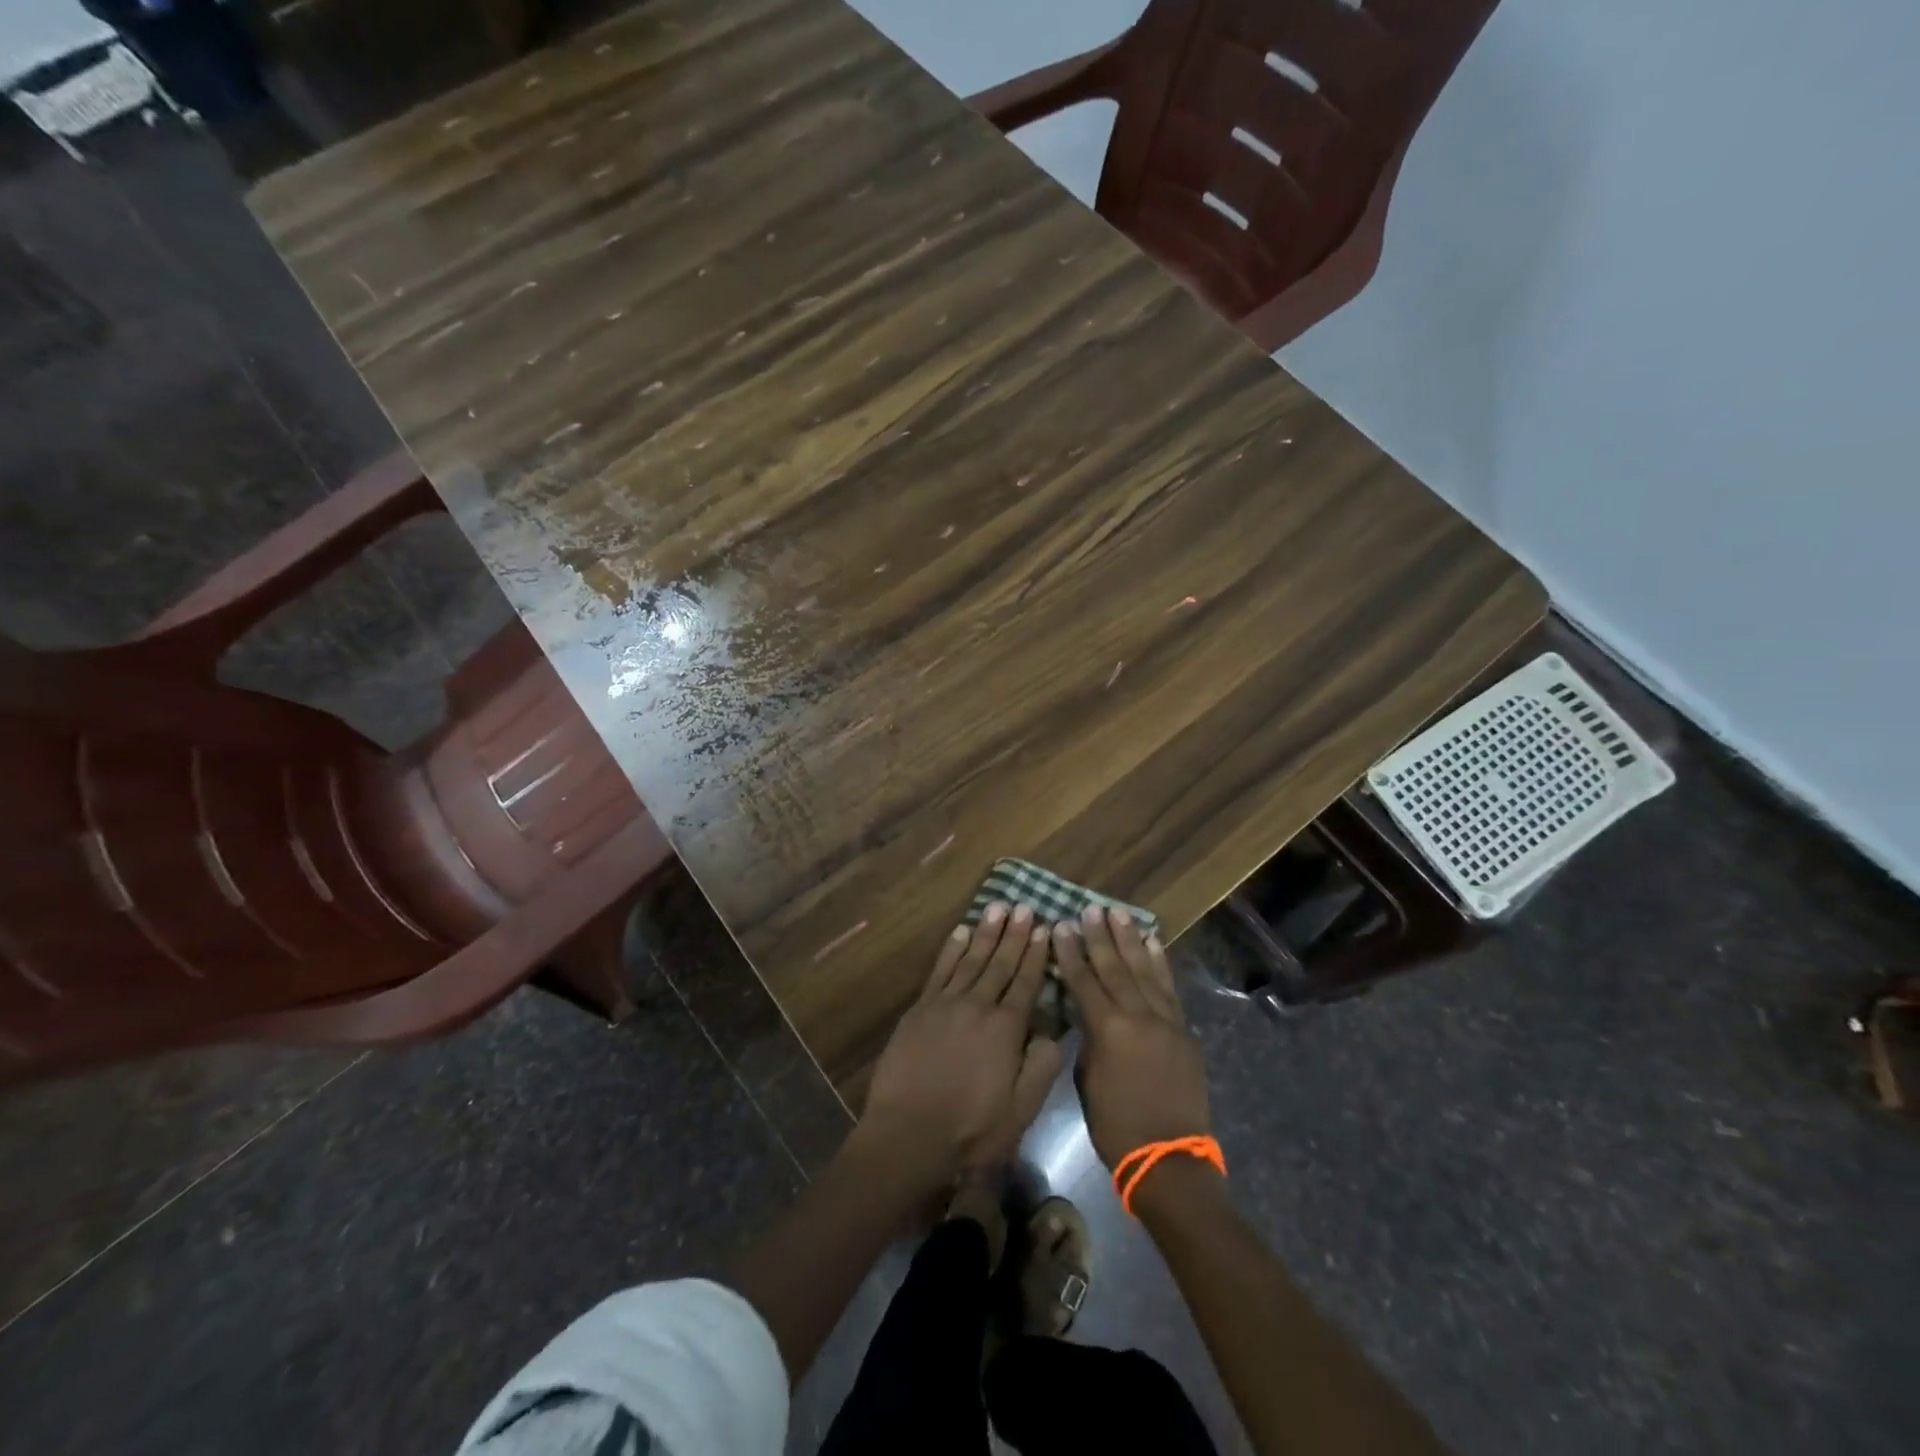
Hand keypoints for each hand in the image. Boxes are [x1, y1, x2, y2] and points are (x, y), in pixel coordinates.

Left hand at [859, 904, 1064, 1184]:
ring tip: (998, 907)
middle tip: (1025, 906)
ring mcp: (945, 1004)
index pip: (1027, 982)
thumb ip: (1041, 1066)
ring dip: (986, 933)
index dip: (1037, 955)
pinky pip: (940, 970)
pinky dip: (951, 949)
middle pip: (1000, 963)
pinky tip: (961, 932)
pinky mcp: (920, 1010)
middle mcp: (978, 1006)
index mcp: (1006, 1029)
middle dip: (1015, 934)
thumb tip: (1054, 1030)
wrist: (909, 1134)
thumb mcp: (1021, 1109)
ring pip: (971, 959)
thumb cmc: (971, 1130)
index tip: (1045, 928)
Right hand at [1052, 905, 1210, 1170]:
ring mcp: (1165, 1021)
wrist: (1169, 1158)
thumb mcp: (1087, 1080)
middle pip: (1115, 968)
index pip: (1084, 981)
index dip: (1071, 953)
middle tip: (1091, 909)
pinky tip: (1152, 943)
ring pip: (1144, 970)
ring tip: (1119, 914)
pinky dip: (1159, 963)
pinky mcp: (1182, 1030)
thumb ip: (1088, 1039)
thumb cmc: (1116, 1126)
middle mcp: (1138, 1016)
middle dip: (1100, 937)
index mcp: (1108, 1030)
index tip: (1062, 925)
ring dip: (1130, 940)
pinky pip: (1168, 988)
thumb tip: (1087, 1015)